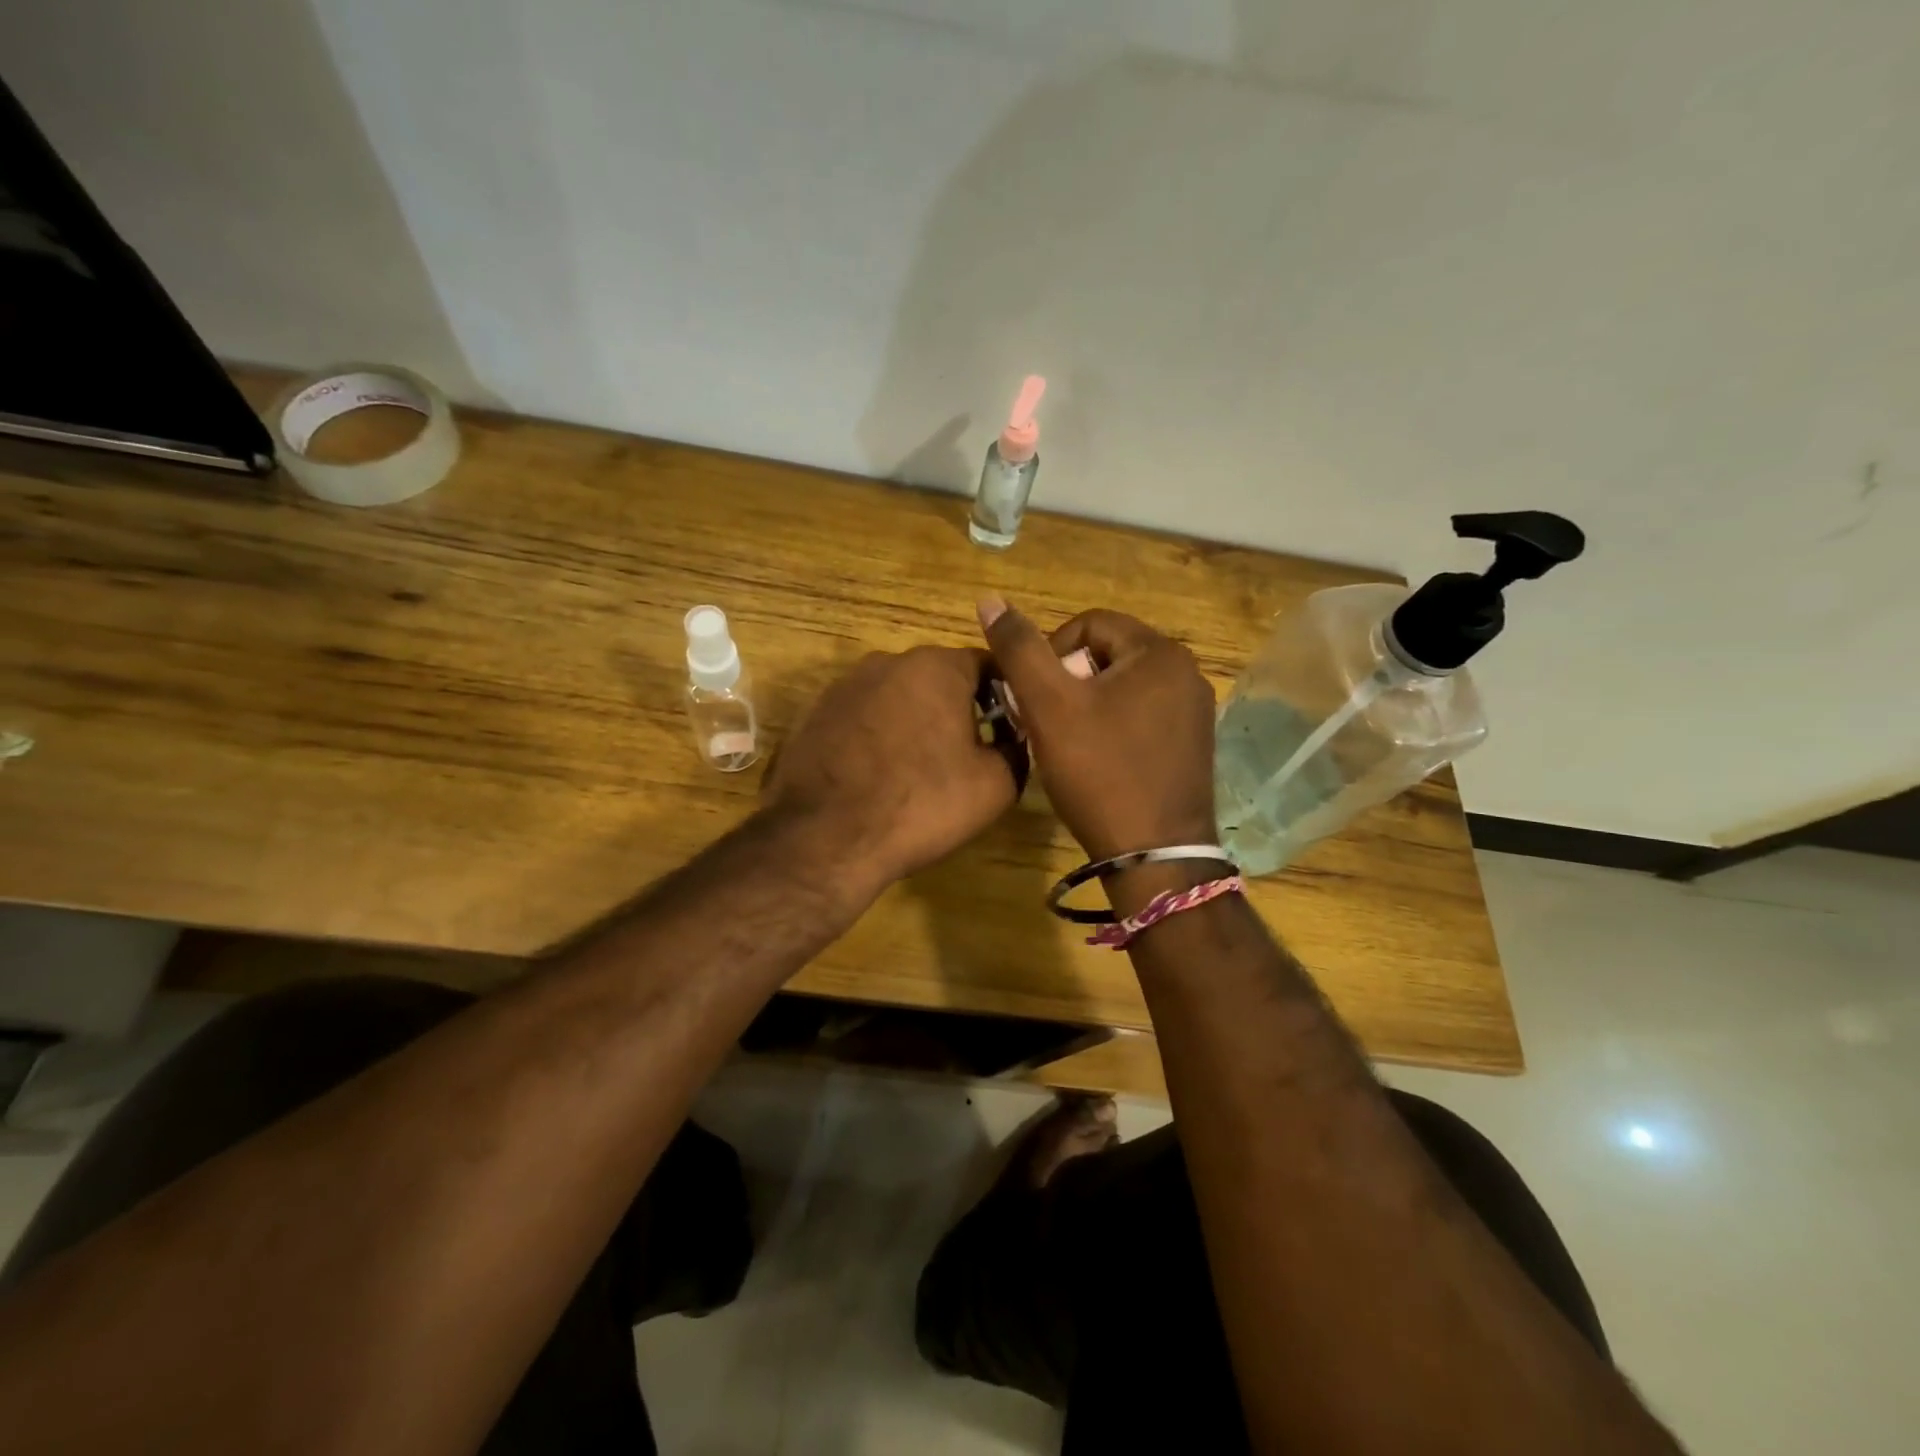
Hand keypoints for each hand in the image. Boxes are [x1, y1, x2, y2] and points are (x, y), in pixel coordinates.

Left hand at [761, 646, 1019, 893]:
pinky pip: (862, 719)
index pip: (986, 665)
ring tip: (918, 769)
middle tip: (966, 753)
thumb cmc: (922, 803)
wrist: (826, 837)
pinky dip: (876, 738)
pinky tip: (877, 776)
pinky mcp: (814, 714)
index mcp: (937, 666)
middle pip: (937, 678)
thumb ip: (1015, 750)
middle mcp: (887, 662)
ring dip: (913, 722)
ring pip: (896, 697)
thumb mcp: (996, 785)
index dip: (1004, 696)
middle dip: (956, 708)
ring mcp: (844, 686)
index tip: (1008, 730)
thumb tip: (1011, 740)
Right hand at [977, 598, 1216, 860]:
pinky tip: (1096, 760)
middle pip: (1107, 655)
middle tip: (1047, 722)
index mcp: (1160, 652)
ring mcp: (1194, 711)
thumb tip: (990, 600)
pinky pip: (1141, 716)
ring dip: (1086, 705)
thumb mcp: (1049, 706)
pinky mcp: (1192, 744)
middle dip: (1068, 681)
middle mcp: (1186, 673)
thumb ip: (1019, 649)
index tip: (1035, 696)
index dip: (1050, 653)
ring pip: (1122, 687)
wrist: (1154, 854)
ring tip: (1066, 743)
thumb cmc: (1099, 772)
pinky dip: (1112, 727)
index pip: (1089, 624)